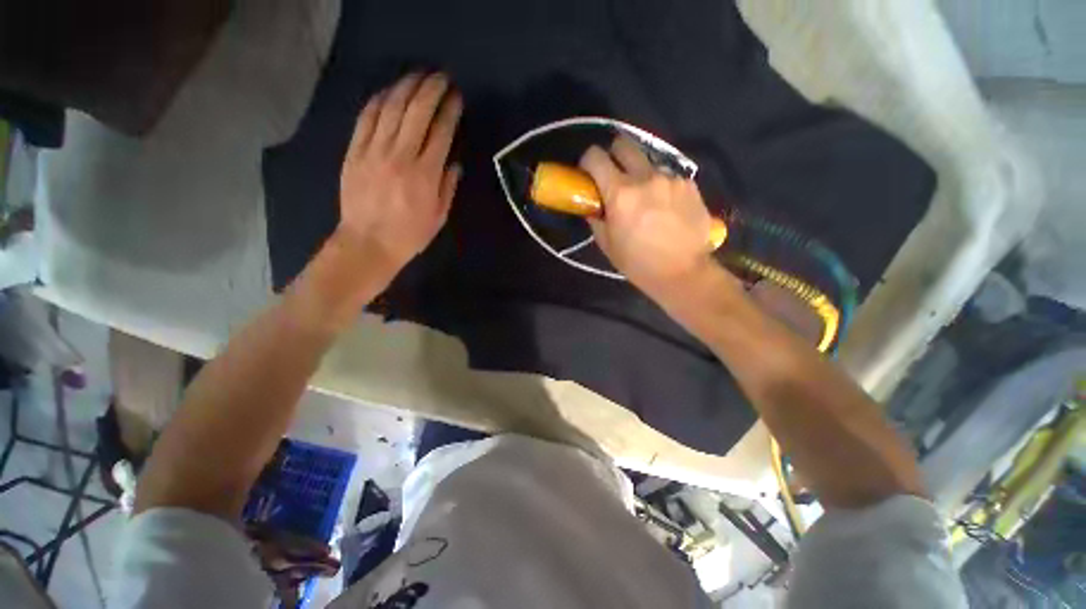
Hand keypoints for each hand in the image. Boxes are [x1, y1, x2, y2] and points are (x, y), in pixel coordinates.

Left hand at [337, 72, 462, 276]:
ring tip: (417, 77)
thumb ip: (448, 187)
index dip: (450, 112)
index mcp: (425, 175)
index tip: (457, 98)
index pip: (441, 133)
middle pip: (416, 112)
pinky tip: (389, 93)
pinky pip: (366, 118)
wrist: (368, 243)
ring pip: (391, 109)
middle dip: (431, 90)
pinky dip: (379, 101)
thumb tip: (454, 163)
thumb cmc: (410, 234)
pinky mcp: (355, 152)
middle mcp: (401, 156)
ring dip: (406, 88)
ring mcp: (374, 151)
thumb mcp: (439, 216)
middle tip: (441, 78)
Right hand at [580, 136, 716, 298]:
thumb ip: (596, 218)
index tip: (588, 174)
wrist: (683, 272)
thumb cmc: (638, 263)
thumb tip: (593, 206)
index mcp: (620, 194)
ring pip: (648, 161)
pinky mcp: (689, 184)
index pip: (596, 157)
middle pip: (624, 144)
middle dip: (614, 156)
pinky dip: (660, 186)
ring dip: (640, 173)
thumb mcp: (607, 244)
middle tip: (614, 177)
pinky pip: (668, 175)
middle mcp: (646, 177)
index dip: (588, 162)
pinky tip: (665, 206)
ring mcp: (671, 178)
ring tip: (645, 198)